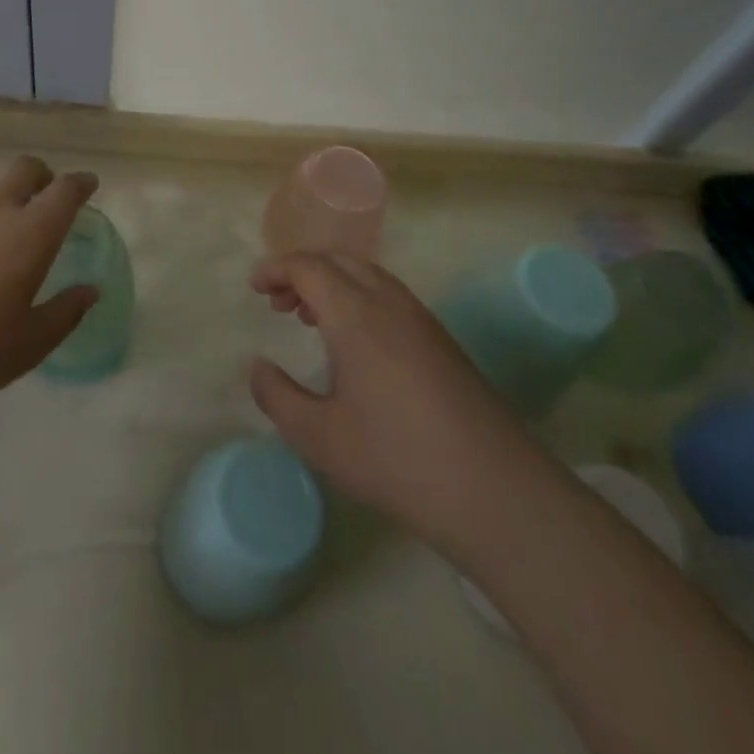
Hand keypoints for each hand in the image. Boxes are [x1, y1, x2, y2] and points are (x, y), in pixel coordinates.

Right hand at [248, 253, 532, 546]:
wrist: (498, 492)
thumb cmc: (398, 461)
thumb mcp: (320, 438)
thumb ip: (277, 397)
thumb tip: (257, 366)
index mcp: (355, 315)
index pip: (309, 266)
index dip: (276, 269)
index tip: (255, 288)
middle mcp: (389, 303)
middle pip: (339, 260)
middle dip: (303, 271)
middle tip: (279, 303)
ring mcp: (422, 320)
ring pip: (368, 275)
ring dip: (333, 283)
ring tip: (311, 318)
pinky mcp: (442, 341)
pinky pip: (389, 296)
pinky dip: (359, 297)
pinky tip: (355, 343)